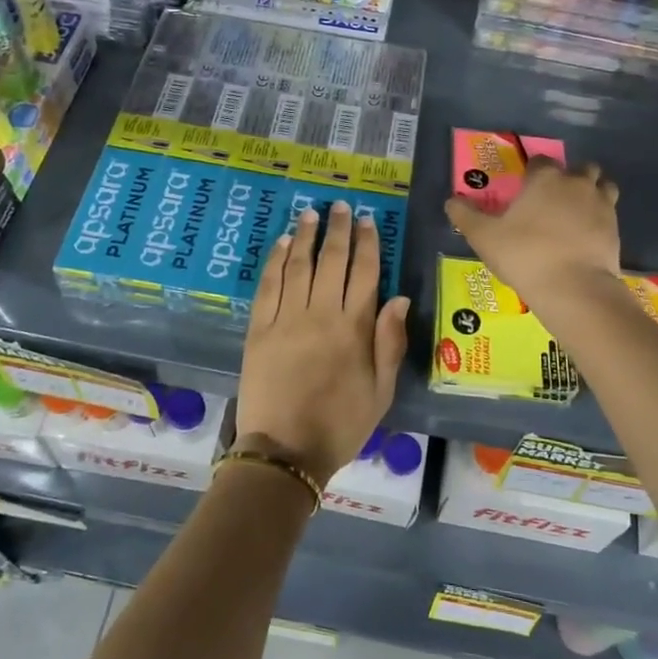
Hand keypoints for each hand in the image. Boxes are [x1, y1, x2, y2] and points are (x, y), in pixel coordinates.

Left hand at [235, 202, 410, 485]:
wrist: (285, 452)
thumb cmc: (341, 425)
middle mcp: (321, 314)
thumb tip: (399, 298)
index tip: (366, 221)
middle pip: (330, 260)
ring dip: (304, 236)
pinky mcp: (258, 329)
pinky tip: (281, 243)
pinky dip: (275, 261)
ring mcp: (286, 319)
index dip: (367, 243)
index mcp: (354, 329)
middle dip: (337, 230)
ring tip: (310, 213)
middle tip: (339, 206)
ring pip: (297, 265)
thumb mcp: (381, 392)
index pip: (364, 273)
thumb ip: (390, 343)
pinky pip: (268, 286)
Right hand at [443, 158, 621, 301]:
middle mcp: (576, 183)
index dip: (532, 172)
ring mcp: (601, 205)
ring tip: (576, 213)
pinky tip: (587, 237)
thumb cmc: (524, 255)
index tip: (524, 188)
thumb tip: (451, 200)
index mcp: (545, 178)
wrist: (573, 288)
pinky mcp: (616, 229)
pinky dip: (600, 219)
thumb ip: (465, 215)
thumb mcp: (483, 237)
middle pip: (579, 168)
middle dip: (569, 178)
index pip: (540, 161)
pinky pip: (610, 214)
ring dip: (591, 193)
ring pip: (602, 186)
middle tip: (553, 200)